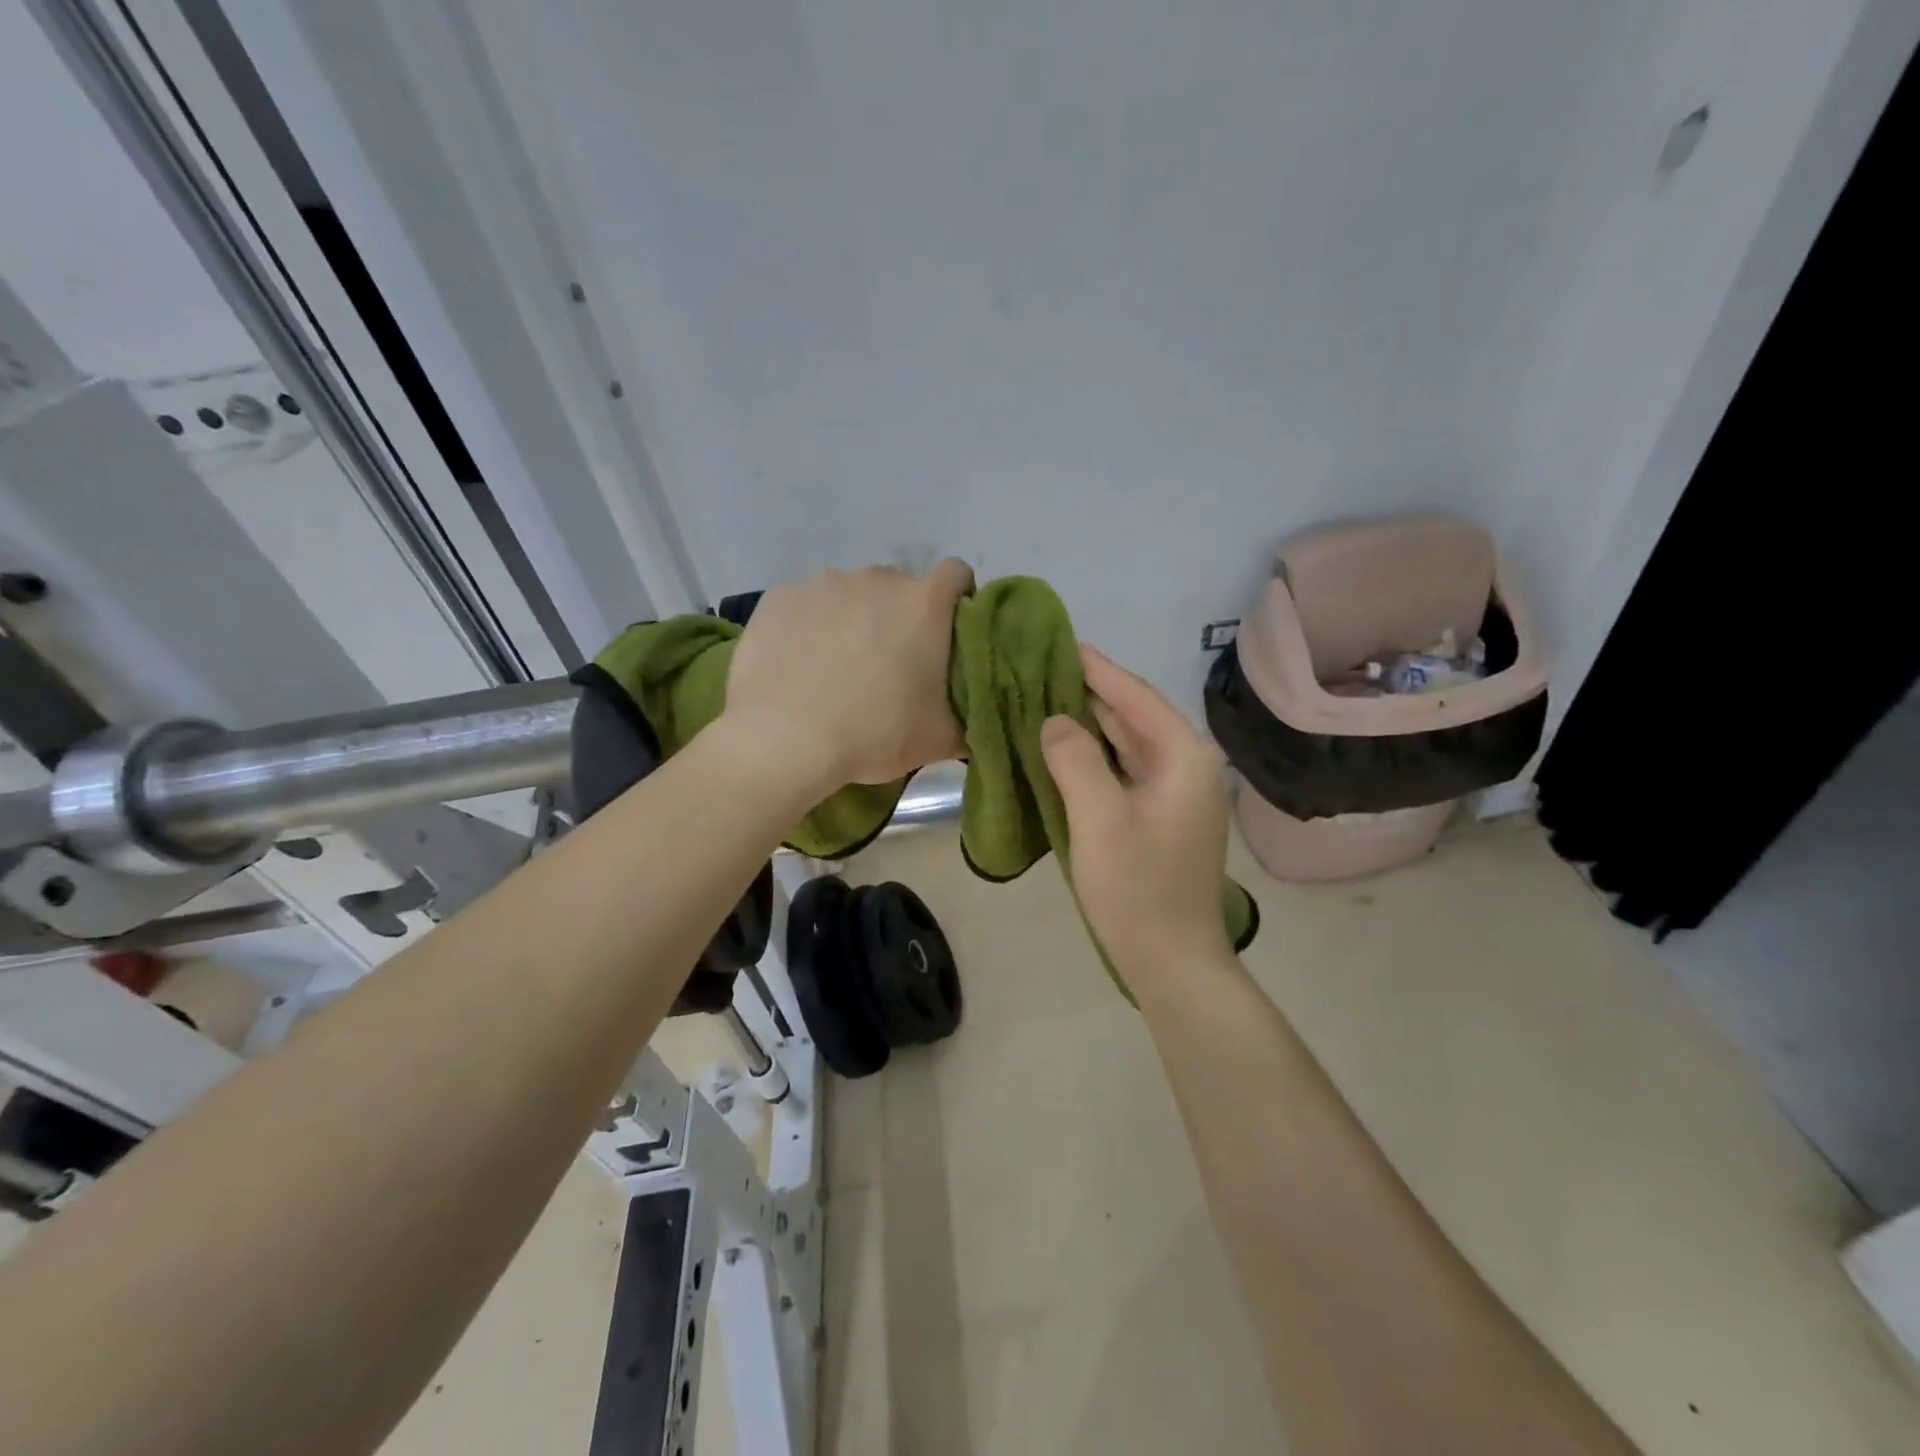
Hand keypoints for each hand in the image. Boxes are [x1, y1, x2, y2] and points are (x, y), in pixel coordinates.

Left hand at [725, 560, 973, 789]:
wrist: (784, 741)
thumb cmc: (874, 735)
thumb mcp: (940, 740)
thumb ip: (971, 718)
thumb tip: (981, 714)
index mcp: (924, 603)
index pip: (957, 575)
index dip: (956, 601)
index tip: (946, 635)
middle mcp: (877, 578)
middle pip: (899, 588)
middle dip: (899, 617)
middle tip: (888, 666)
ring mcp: (824, 582)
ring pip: (850, 594)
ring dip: (853, 619)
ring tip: (837, 666)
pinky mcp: (781, 595)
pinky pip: (806, 603)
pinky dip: (810, 625)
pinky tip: (799, 662)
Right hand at [1041, 645, 1235, 985]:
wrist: (1173, 963)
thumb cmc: (1138, 889)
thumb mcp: (1099, 818)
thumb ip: (1074, 759)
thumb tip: (1055, 720)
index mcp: (1183, 757)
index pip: (1135, 696)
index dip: (1097, 667)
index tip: (1061, 641)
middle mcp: (1187, 766)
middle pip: (1134, 715)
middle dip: (1090, 692)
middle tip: (1041, 669)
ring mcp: (1177, 794)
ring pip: (1128, 744)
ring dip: (1091, 724)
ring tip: (1045, 699)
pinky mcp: (1161, 818)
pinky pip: (1125, 771)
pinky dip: (1096, 757)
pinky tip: (1064, 750)